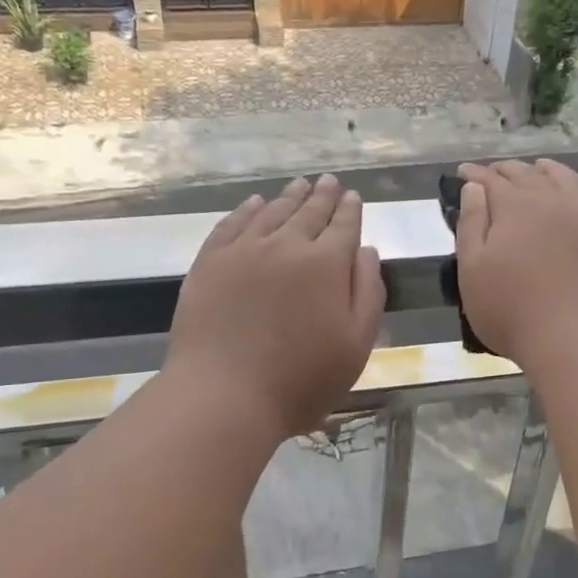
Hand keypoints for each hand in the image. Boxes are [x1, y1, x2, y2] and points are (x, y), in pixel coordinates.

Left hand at [167, 175, 384, 436]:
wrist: (224, 396)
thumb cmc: (301, 381)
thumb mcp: (356, 345)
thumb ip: (368, 293)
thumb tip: (366, 250)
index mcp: (326, 264)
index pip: (343, 226)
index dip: (350, 209)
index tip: (353, 195)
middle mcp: (286, 246)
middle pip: (308, 212)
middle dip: (322, 195)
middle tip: (329, 181)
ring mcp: (243, 251)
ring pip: (271, 212)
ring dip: (289, 197)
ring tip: (299, 185)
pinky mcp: (209, 263)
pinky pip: (232, 224)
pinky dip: (247, 210)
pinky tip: (254, 204)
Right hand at [455, 159, 577, 363]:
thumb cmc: (513, 311)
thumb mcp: (473, 271)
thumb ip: (471, 225)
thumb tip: (474, 188)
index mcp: (514, 209)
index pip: (491, 182)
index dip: (476, 175)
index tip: (464, 171)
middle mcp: (553, 202)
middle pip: (529, 176)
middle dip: (509, 170)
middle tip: (496, 170)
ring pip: (568, 181)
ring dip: (551, 170)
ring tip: (541, 166)